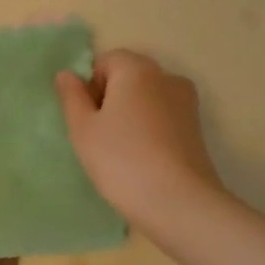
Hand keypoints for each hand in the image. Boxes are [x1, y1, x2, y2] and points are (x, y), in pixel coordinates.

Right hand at [56, 49, 221, 230]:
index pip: (105, 62)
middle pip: (128, 77)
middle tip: (98, 136)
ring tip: (121, 151)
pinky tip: (142, 159)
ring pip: (146, 99)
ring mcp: (186, 103)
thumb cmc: (121, 160)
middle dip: (110, 99)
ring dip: (130, 116)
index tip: (87, 119)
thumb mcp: (83, 129)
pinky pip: (163, 118)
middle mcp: (166, 77)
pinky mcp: (197, 129)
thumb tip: (67, 74)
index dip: (89, 87)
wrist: (178, 203)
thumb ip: (72, 96)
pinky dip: (149, 131)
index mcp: (137, 69)